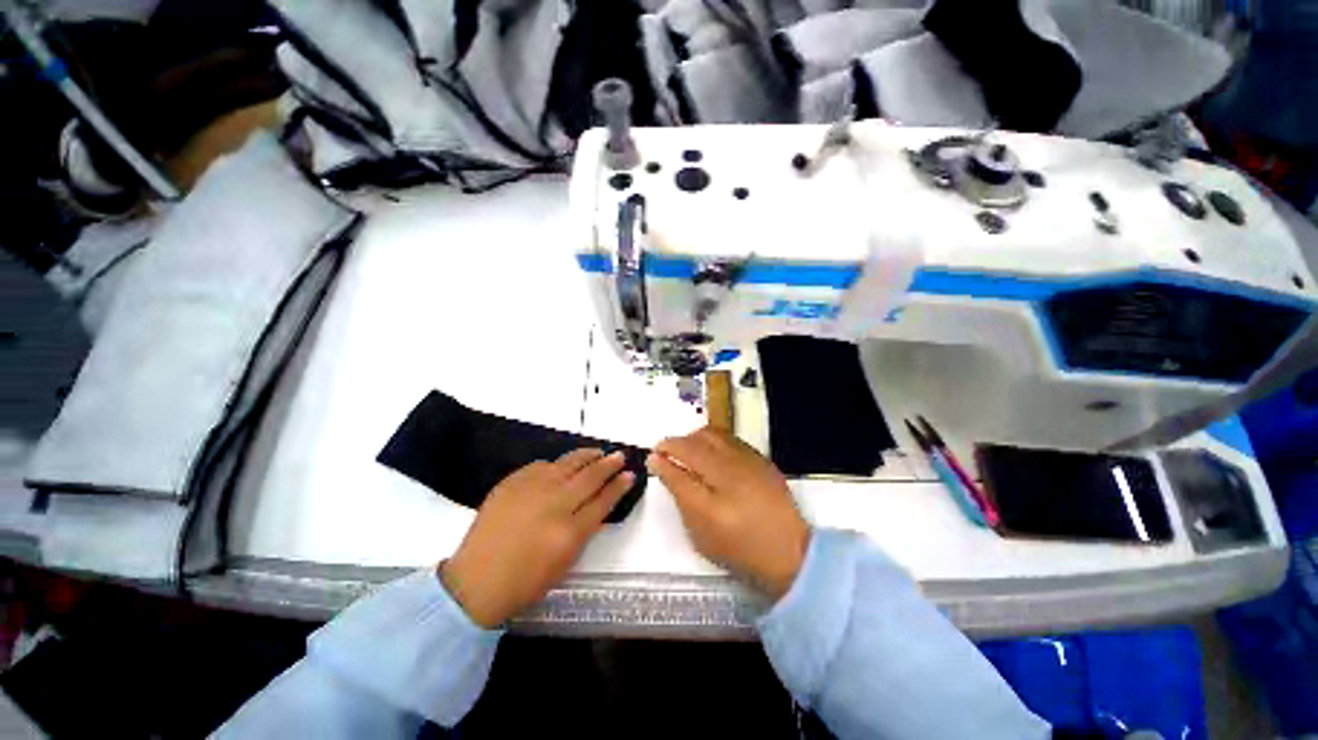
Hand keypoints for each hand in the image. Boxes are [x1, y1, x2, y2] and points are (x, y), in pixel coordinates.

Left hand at [440, 449, 632, 627]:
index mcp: (570, 532)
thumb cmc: (525, 582)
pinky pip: (540, 466)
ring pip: (567, 463)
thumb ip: (584, 528)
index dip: (619, 486)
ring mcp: (531, 490)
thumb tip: (597, 502)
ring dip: (586, 456)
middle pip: (590, 477)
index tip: (630, 475)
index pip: (603, 500)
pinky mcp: (512, 483)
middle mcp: (554, 504)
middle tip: (619, 456)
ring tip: (597, 452)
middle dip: (608, 464)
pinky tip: (560, 465)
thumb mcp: (565, 561)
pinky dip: (555, 464)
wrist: (475, 582)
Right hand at [648, 429, 808, 600]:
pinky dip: (715, 443)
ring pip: (716, 434)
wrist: (789, 553)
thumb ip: (678, 488)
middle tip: (670, 457)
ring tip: (690, 456)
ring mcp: (750, 457)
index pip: (684, 451)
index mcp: (718, 474)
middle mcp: (734, 458)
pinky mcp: (761, 460)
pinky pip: (731, 440)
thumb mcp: (700, 525)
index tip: (653, 456)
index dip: (665, 451)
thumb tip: (658, 461)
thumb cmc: (738, 545)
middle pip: (699, 437)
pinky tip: (713, 459)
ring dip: (696, 440)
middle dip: (679, 442)